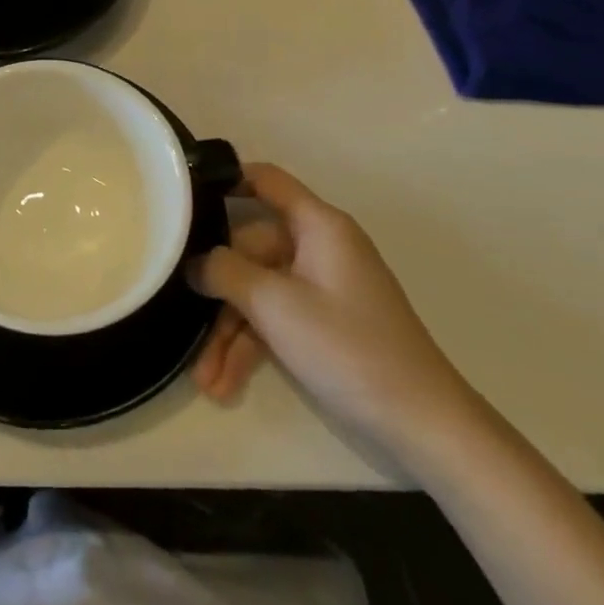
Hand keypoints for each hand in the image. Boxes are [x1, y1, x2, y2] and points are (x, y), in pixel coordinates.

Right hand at [189, 164, 477, 465]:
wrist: (422, 424)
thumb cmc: (348, 348)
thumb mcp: (275, 305)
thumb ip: (225, 272)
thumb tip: (193, 261)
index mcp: (318, 226)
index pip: (266, 181)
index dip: (225, 180)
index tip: (181, 197)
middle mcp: (318, 248)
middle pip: (249, 251)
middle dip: (217, 295)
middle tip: (183, 325)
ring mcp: (321, 288)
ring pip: (257, 294)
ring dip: (228, 335)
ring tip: (205, 380)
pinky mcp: (323, 324)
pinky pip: (274, 321)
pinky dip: (250, 349)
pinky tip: (224, 384)